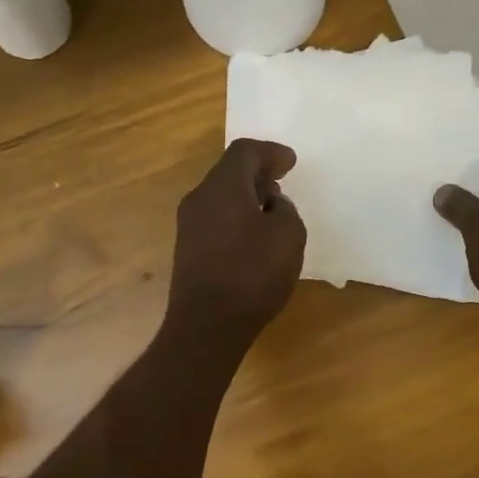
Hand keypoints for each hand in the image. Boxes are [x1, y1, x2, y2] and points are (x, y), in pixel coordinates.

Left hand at [167, 138, 306, 340]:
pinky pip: (215, 222)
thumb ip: (285, 211)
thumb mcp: (289, 237)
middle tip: (281, 184)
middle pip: (228, 173)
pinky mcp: (188, 252)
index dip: (271, 152)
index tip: (290, 162)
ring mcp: (189, 227)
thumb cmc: (252, 275)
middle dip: (257, 175)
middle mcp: (199, 199)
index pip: (245, 152)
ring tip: (271, 214)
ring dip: (246, 200)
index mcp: (223, 187)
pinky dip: (236, 220)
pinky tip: (253, 240)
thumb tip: (271, 206)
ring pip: (220, 199)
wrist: (207, 325)